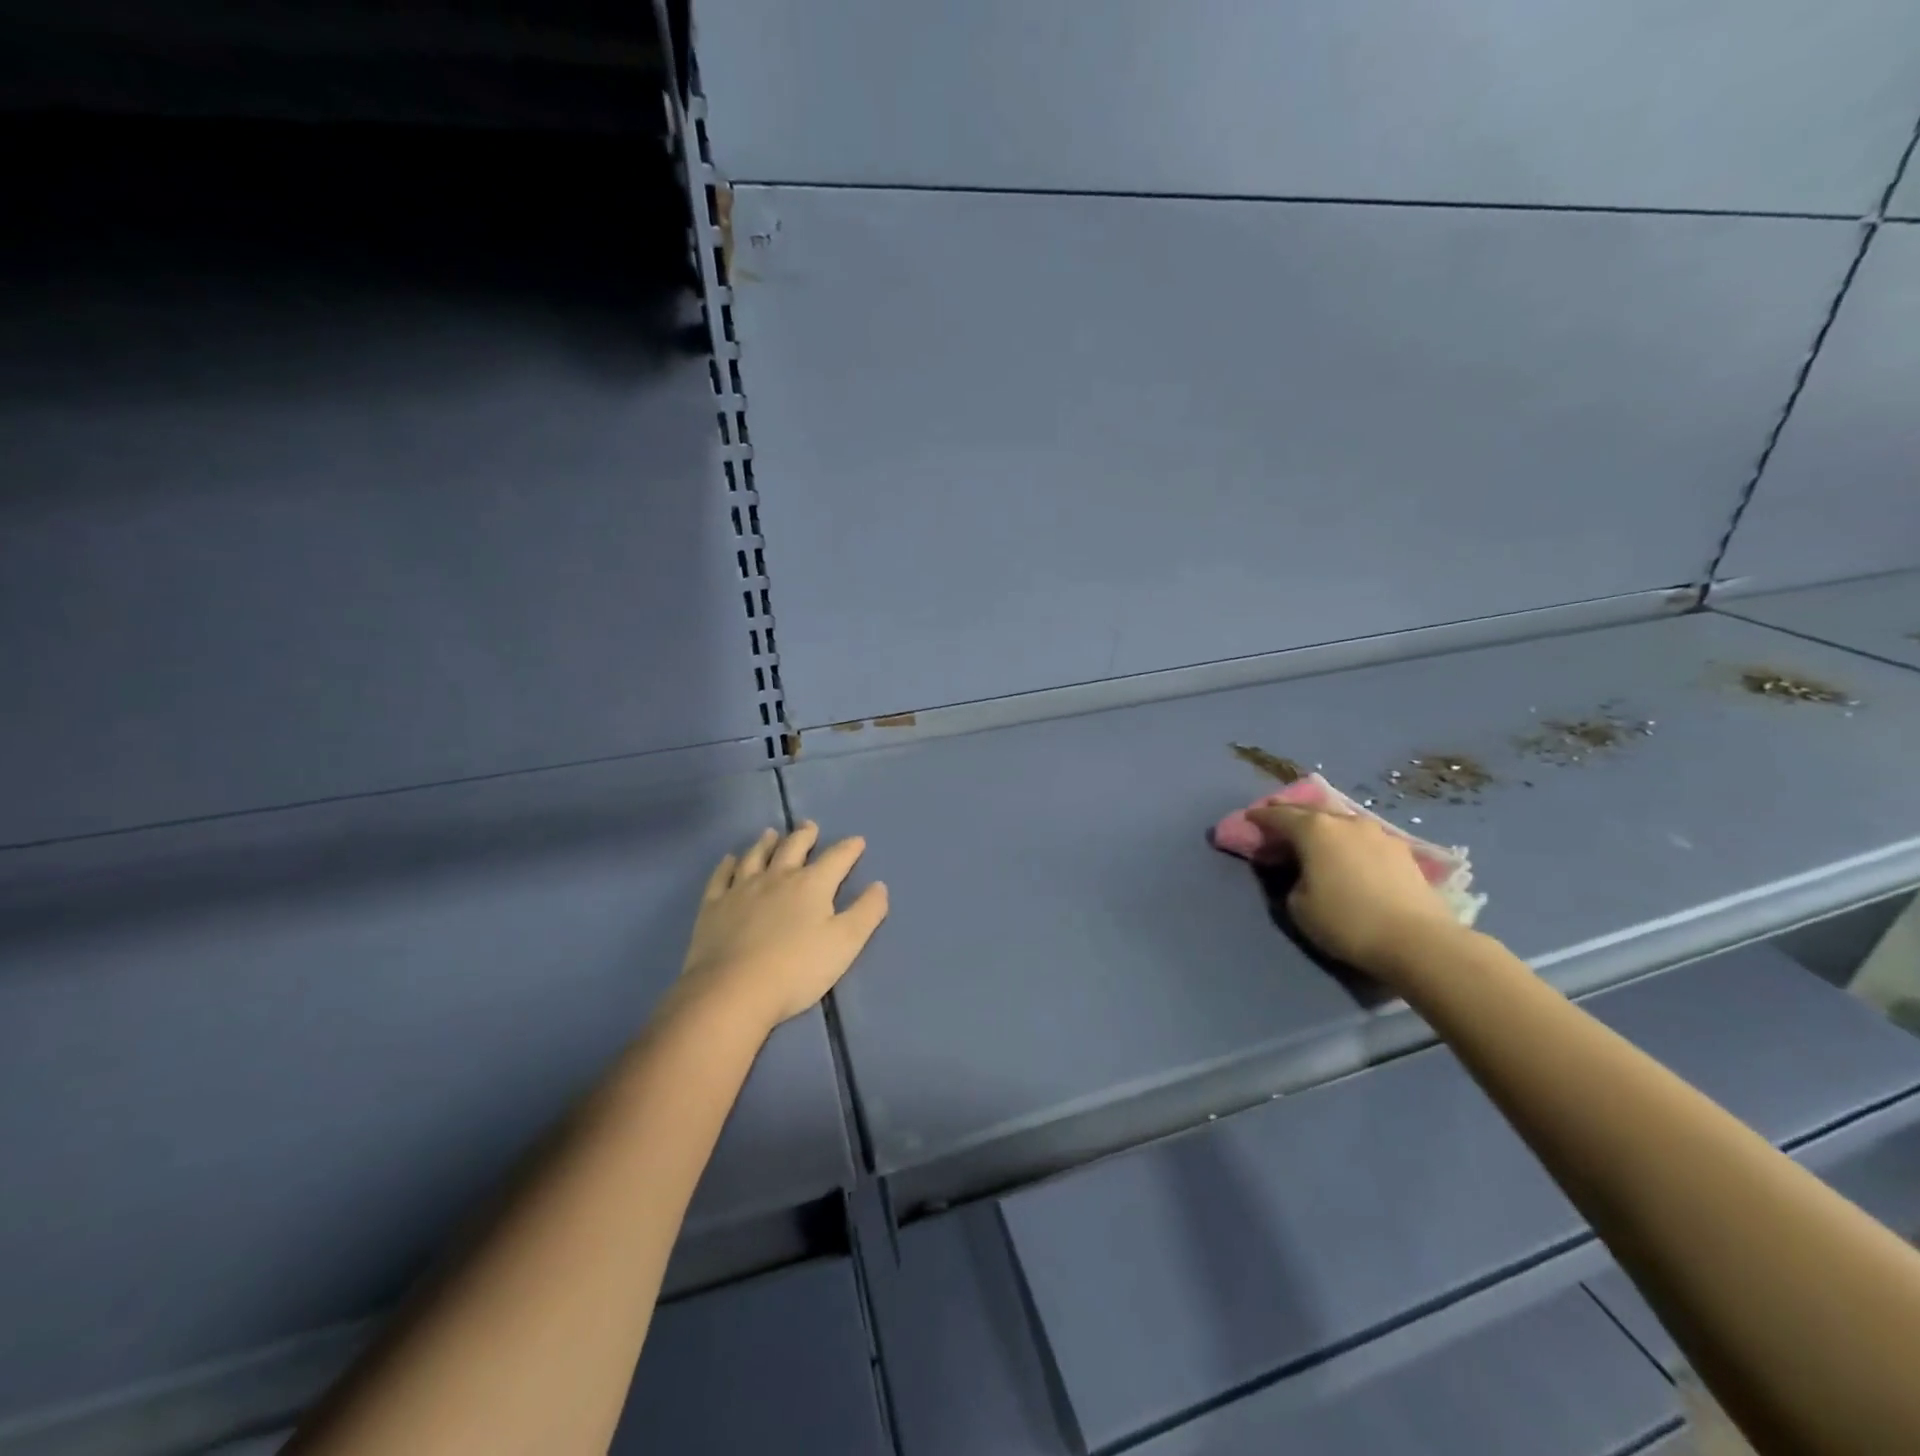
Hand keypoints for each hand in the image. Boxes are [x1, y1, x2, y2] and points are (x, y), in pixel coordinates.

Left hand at [674, 823, 888, 1035]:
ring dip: (766, 843)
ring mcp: (741, 889)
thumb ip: (866, 912)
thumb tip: (879, 886)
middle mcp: (777, 877)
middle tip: (809, 826)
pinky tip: (729, 860)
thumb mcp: (845, 943)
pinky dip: (727, 865)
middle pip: (793, 847)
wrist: (733, 991)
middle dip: (805, 835)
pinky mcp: (713, 906)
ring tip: (770, 834)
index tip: (858, 841)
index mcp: (812, 885)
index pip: (836, 858)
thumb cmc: (797, 969)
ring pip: (756, 856)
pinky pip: (722, 877)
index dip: (849, 848)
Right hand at [1247, 803, 1466, 983]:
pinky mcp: (1403, 852)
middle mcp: (1346, 822)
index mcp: (1314, 830)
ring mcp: (1379, 834)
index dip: (1260, 817)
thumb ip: (1292, 880)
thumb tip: (1304, 874)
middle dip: (1292, 815)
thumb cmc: (1346, 921)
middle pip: (1311, 811)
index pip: (1278, 815)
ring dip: (1325, 829)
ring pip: (1342, 823)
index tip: (1249, 819)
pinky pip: (1364, 840)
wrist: (1417, 941)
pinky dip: (1349, 844)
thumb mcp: (1298, 906)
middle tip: (1279, 824)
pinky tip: (1349, 857)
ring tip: (1316, 841)